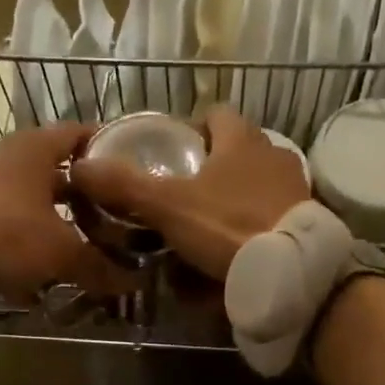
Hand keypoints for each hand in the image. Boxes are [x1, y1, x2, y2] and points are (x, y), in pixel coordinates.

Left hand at [0, 123, 131, 298]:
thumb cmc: (9, 234)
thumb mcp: (63, 252)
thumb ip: (100, 265)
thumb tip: (133, 281)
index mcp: (38, 147)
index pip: (84, 134)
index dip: (111, 151)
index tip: (135, 171)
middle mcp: (14, 157)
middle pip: (63, 173)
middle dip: (90, 198)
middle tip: (120, 218)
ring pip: (41, 201)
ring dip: (64, 223)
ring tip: (93, 247)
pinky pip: (19, 224)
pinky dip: (37, 242)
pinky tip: (54, 270)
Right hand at [66, 106, 309, 280]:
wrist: (289, 270)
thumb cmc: (227, 226)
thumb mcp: (169, 206)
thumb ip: (126, 186)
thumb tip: (79, 166)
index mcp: (241, 139)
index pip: (215, 114)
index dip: (193, 128)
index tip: (173, 152)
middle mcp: (273, 154)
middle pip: (237, 151)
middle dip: (213, 168)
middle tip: (184, 196)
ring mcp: (294, 189)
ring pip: (256, 186)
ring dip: (234, 199)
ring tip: (208, 227)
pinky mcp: (305, 222)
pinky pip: (271, 217)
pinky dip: (253, 228)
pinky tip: (237, 251)